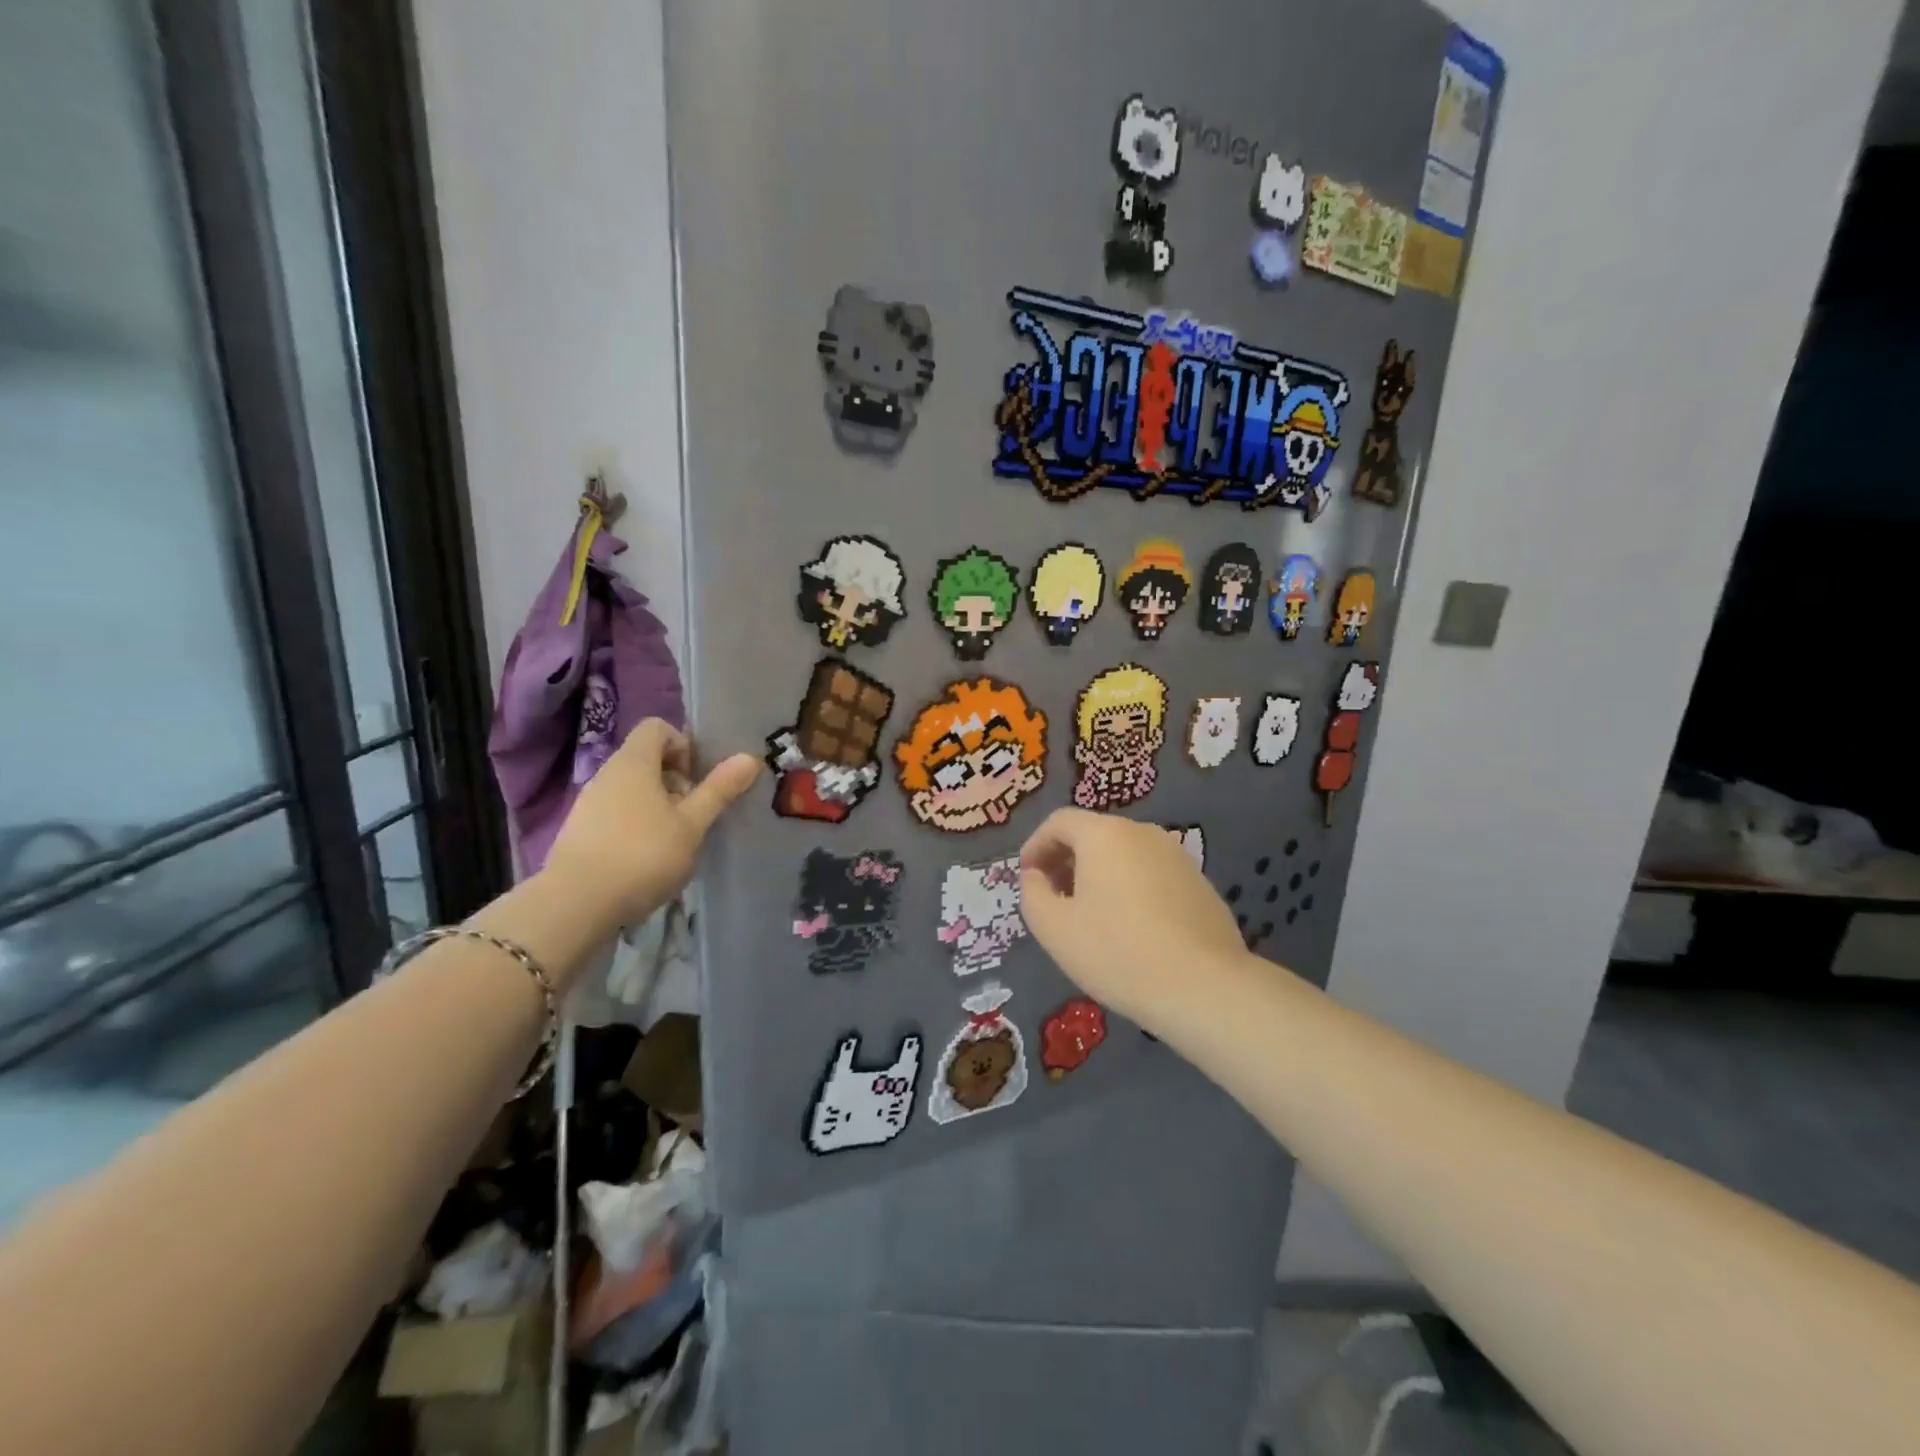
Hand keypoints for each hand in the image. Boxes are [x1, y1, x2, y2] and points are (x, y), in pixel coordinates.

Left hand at [543, 719, 759, 928]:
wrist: (576, 905)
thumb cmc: (643, 855)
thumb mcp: (692, 824)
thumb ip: (719, 790)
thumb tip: (750, 757)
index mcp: (634, 762)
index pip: (657, 728)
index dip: (683, 746)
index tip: (696, 780)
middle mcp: (606, 773)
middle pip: (646, 760)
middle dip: (675, 782)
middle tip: (692, 816)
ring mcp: (588, 803)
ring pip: (631, 789)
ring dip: (657, 807)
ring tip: (672, 843)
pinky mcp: (579, 832)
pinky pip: (615, 814)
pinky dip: (636, 827)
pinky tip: (645, 861)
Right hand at [1018, 809, 1247, 1027]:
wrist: (1204, 987)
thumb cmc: (1117, 952)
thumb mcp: (1055, 928)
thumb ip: (1033, 894)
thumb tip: (1036, 877)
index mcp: (1104, 834)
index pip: (1059, 821)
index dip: (1035, 845)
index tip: (1026, 878)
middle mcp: (1143, 832)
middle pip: (1093, 834)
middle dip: (1066, 861)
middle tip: (1053, 898)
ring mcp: (1177, 856)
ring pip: (1124, 855)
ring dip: (1099, 876)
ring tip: (1089, 917)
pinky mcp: (1200, 884)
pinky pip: (1151, 875)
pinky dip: (1130, 889)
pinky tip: (1130, 929)